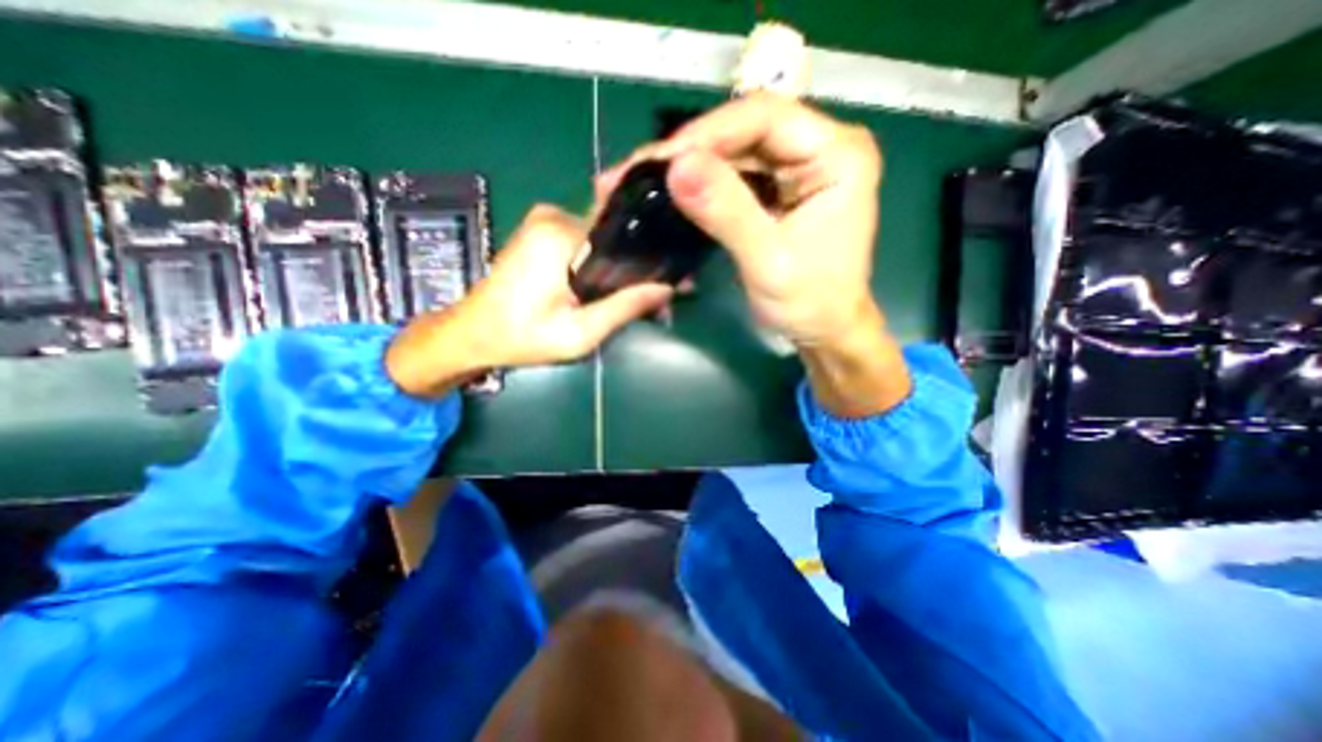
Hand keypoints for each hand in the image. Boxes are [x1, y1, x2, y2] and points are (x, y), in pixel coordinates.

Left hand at [384, 203, 672, 398]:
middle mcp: (555, 215)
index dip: (651, 263)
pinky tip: (609, 290)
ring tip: (635, 302)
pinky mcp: (543, 230)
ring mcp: (546, 219)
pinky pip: (587, 243)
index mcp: (561, 235)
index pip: (625, 237)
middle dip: (637, 271)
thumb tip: (667, 288)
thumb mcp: (579, 334)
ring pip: (604, 241)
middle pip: (616, 239)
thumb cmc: (521, 338)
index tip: (674, 285)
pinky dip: (602, 265)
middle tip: (655, 304)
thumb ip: (623, 308)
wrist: (472, 333)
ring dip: (621, 270)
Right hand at [599, 92, 909, 417]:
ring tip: (644, 179)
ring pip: (736, 152)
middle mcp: (821, 148)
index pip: (766, 118)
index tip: (661, 160)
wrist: (824, 330)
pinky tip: (673, 192)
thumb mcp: (768, 261)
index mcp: (838, 154)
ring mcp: (799, 168)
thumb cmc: (810, 302)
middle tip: (639, 170)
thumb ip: (727, 212)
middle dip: (691, 151)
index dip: (709, 133)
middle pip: (747, 131)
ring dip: (690, 166)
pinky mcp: (780, 189)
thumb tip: (675, 167)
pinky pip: (736, 176)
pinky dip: (702, 184)